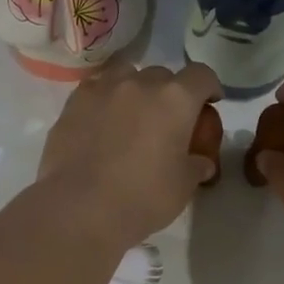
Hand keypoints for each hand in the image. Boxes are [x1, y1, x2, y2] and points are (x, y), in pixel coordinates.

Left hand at [38, 62, 222, 249]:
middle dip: (170, 93)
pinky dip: (105, 100)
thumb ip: (196, 167)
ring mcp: (102, 89)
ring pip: (126, 75)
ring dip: (135, 90)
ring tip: (131, 116)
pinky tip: (101, 123)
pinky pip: (96, 90)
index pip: (201, 76)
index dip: (209, 87)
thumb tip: (201, 163)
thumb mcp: (182, 188)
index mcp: (175, 99)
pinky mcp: (73, 103)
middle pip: (163, 75)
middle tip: (166, 120)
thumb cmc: (141, 199)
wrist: (79, 208)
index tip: (210, 102)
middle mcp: (140, 83)